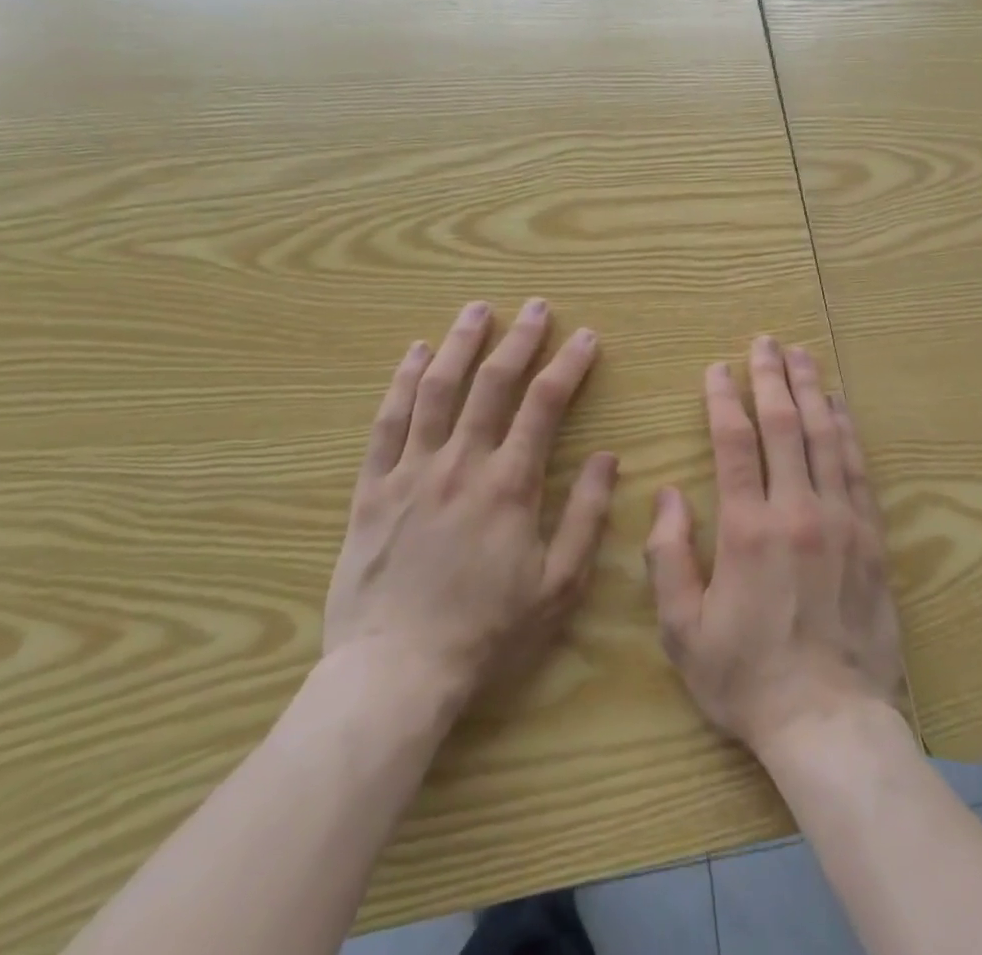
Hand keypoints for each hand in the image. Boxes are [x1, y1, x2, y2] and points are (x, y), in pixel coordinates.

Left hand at [322, 299, 618, 709]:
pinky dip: (402, 383)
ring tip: (476, 310)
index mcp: (509, 484)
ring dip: (459, 344)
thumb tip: (610, 458)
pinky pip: (387, 424)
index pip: (544, 405)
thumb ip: (585, 516)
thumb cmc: (486, 634)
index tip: (585, 337)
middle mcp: (461, 463)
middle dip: (519, 339)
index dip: (568, 365)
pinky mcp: (372, 489)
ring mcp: (411, 472)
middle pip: (492, 384)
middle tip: (536, 306)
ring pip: (436, 390)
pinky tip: (414, 354)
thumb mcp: (557, 585)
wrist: (395, 675)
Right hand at [644, 335, 903, 760]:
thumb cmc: (747, 677)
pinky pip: (858, 469)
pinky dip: (847, 430)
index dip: (724, 398)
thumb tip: (669, 493)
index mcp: (748, 529)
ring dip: (812, 391)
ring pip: (826, 437)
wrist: (830, 721)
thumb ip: (667, 556)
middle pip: (785, 425)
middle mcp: (798, 511)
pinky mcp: (872, 537)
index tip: (718, 368)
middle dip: (772, 377)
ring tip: (803, 355)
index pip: (734, 443)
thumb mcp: (682, 629)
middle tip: (765, 342)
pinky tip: (840, 406)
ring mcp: (842, 521)